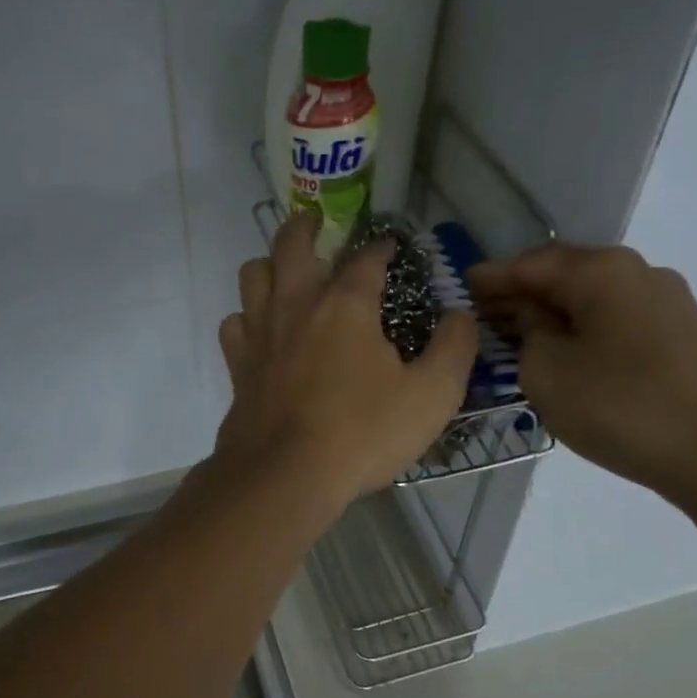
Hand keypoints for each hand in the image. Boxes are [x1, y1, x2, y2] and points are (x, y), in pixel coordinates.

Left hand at [217, 212, 476, 503]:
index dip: (381, 247)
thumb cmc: (363, 433)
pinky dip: (246, 318)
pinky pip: (234, 324)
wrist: (285, 476)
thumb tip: (461, 315)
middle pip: (291, 245)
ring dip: (269, 265)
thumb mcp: (432, 395)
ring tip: (284, 271)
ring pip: (252, 275)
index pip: (366, 259)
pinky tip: (259, 330)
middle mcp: (296, 306)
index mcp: (345, 305)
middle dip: (306, 225)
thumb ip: (454, 349)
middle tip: (316, 221)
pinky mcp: (238, 366)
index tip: (391, 245)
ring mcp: (260, 334)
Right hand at [469, 244, 696, 515]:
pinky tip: (566, 353)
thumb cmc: (621, 407)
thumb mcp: (548, 372)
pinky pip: (616, 319)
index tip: (462, 285)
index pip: (531, 263)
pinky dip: (582, 329)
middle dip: (522, 293)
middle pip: (565, 274)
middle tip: (484, 314)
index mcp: (602, 271)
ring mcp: (668, 303)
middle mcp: (639, 273)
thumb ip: (527, 333)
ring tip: (518, 336)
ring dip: (553, 313)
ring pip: (593, 298)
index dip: (492, 276)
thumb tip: (531, 317)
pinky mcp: (682, 335)